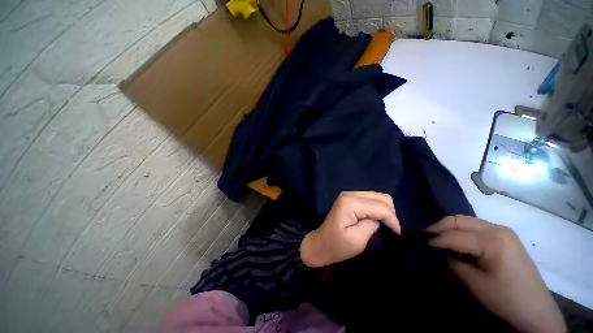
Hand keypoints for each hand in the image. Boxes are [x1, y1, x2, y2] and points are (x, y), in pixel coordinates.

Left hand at [300, 191, 400, 267]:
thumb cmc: (337, 246)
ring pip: (378, 196)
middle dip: (390, 213)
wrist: (320, 244)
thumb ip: (372, 225)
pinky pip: (371, 199)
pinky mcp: (350, 198)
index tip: (397, 234)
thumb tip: (382, 219)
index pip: (381, 207)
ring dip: (384, 210)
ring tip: (385, 225)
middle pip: (382, 197)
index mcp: (351, 203)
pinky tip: (376, 218)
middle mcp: (350, 194)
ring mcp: (349, 194)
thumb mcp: (357, 240)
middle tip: (391, 229)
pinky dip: (377, 208)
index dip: (392, 220)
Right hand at [428, 215, 564, 332]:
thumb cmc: (504, 297)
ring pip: (466, 221)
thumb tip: (442, 250)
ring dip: (449, 228)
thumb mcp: (473, 282)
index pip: (453, 234)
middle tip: (425, 237)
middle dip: (438, 227)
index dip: (433, 238)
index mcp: (492, 240)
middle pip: (459, 220)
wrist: (534, 309)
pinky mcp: (505, 236)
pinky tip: (456, 240)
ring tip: (438, 238)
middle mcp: (497, 228)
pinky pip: (476, 227)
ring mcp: (503, 231)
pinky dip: (461, 231)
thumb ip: (452, 260)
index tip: (419, 242)